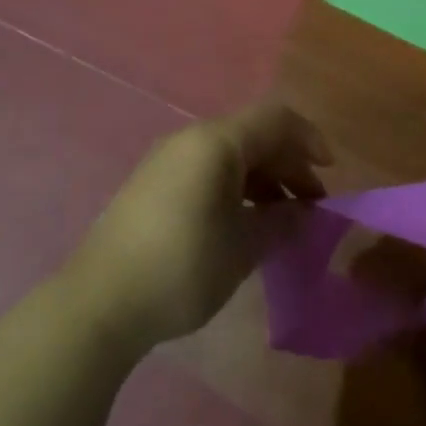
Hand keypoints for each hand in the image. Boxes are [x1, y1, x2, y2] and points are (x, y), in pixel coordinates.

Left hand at [69, 103, 331, 353]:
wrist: (97, 306)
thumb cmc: (181, 268)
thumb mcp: (243, 248)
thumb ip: (282, 223)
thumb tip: (306, 213)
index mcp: (216, 142)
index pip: (276, 119)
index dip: (309, 139)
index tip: (329, 174)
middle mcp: (192, 139)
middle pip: (255, 135)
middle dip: (289, 165)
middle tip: (311, 207)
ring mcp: (168, 160)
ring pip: (231, 154)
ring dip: (263, 179)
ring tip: (281, 220)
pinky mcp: (154, 184)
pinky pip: (208, 170)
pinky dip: (236, 187)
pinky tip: (242, 223)